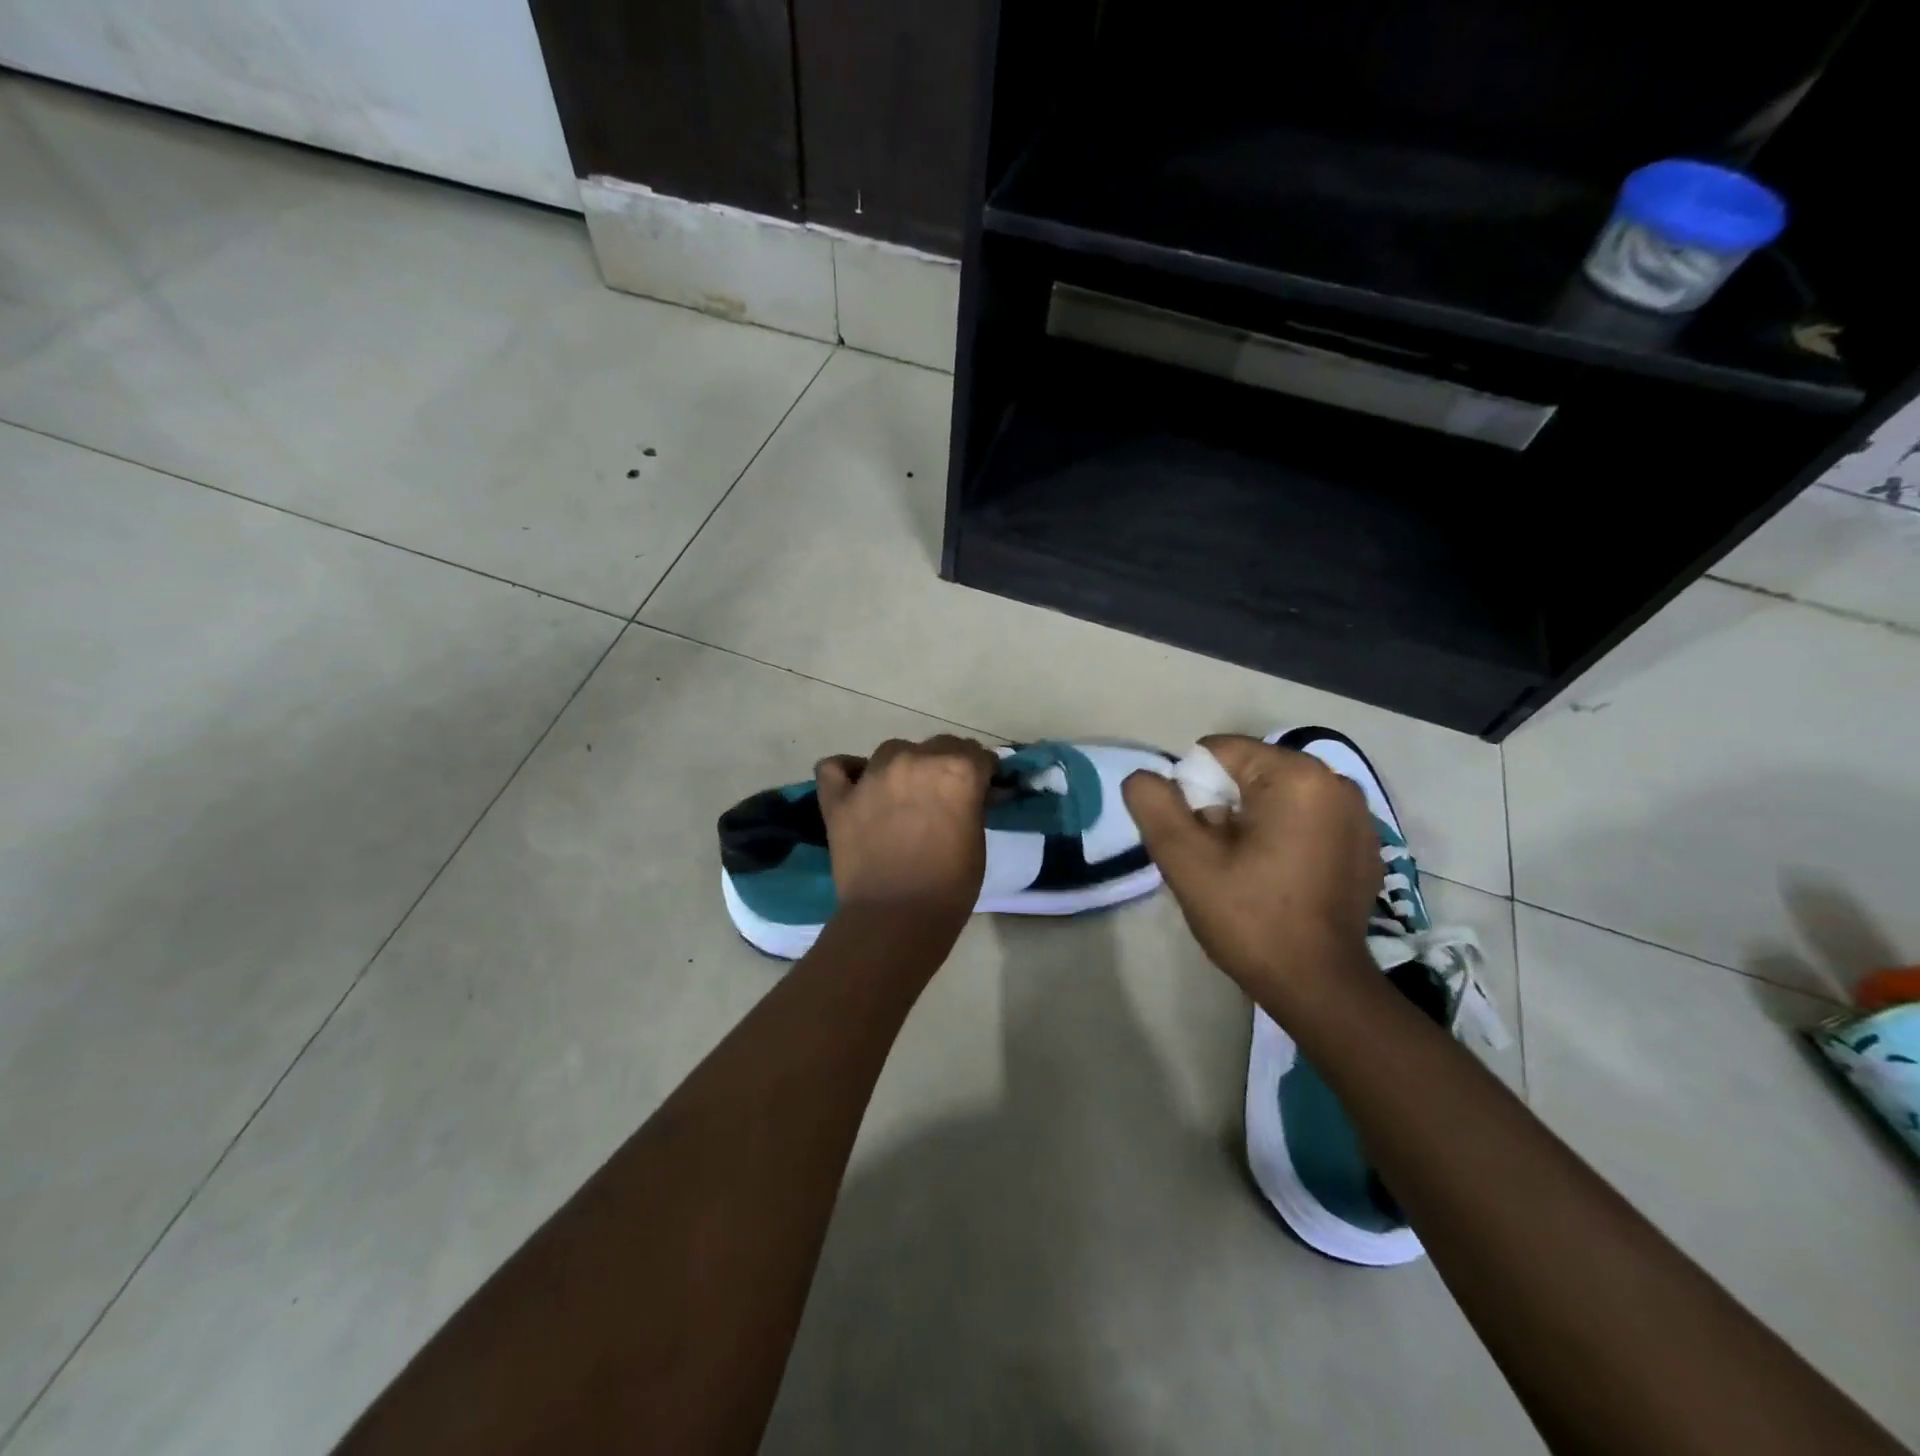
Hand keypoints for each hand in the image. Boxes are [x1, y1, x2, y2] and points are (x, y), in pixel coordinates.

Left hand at [815, 735, 999, 917]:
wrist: (895, 918)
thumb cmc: (949, 886)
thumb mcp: (977, 840)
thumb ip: (973, 805)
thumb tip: (974, 792)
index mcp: (956, 769)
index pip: (976, 754)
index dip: (981, 772)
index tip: (981, 789)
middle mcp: (914, 759)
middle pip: (938, 746)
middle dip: (946, 765)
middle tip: (944, 797)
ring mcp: (871, 775)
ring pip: (892, 751)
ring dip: (903, 767)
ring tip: (902, 796)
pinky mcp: (839, 797)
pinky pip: (835, 767)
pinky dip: (847, 772)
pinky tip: (856, 786)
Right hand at [1122, 735, 1381, 995]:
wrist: (1319, 987)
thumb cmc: (1251, 919)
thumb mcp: (1186, 861)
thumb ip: (1154, 806)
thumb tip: (1143, 777)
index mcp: (1297, 776)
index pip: (1217, 752)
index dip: (1191, 793)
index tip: (1200, 842)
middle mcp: (1335, 781)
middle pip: (1247, 772)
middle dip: (1221, 807)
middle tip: (1218, 860)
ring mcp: (1356, 813)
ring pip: (1273, 795)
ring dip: (1249, 822)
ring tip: (1246, 871)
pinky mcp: (1364, 842)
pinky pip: (1303, 818)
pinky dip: (1281, 836)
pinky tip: (1278, 878)